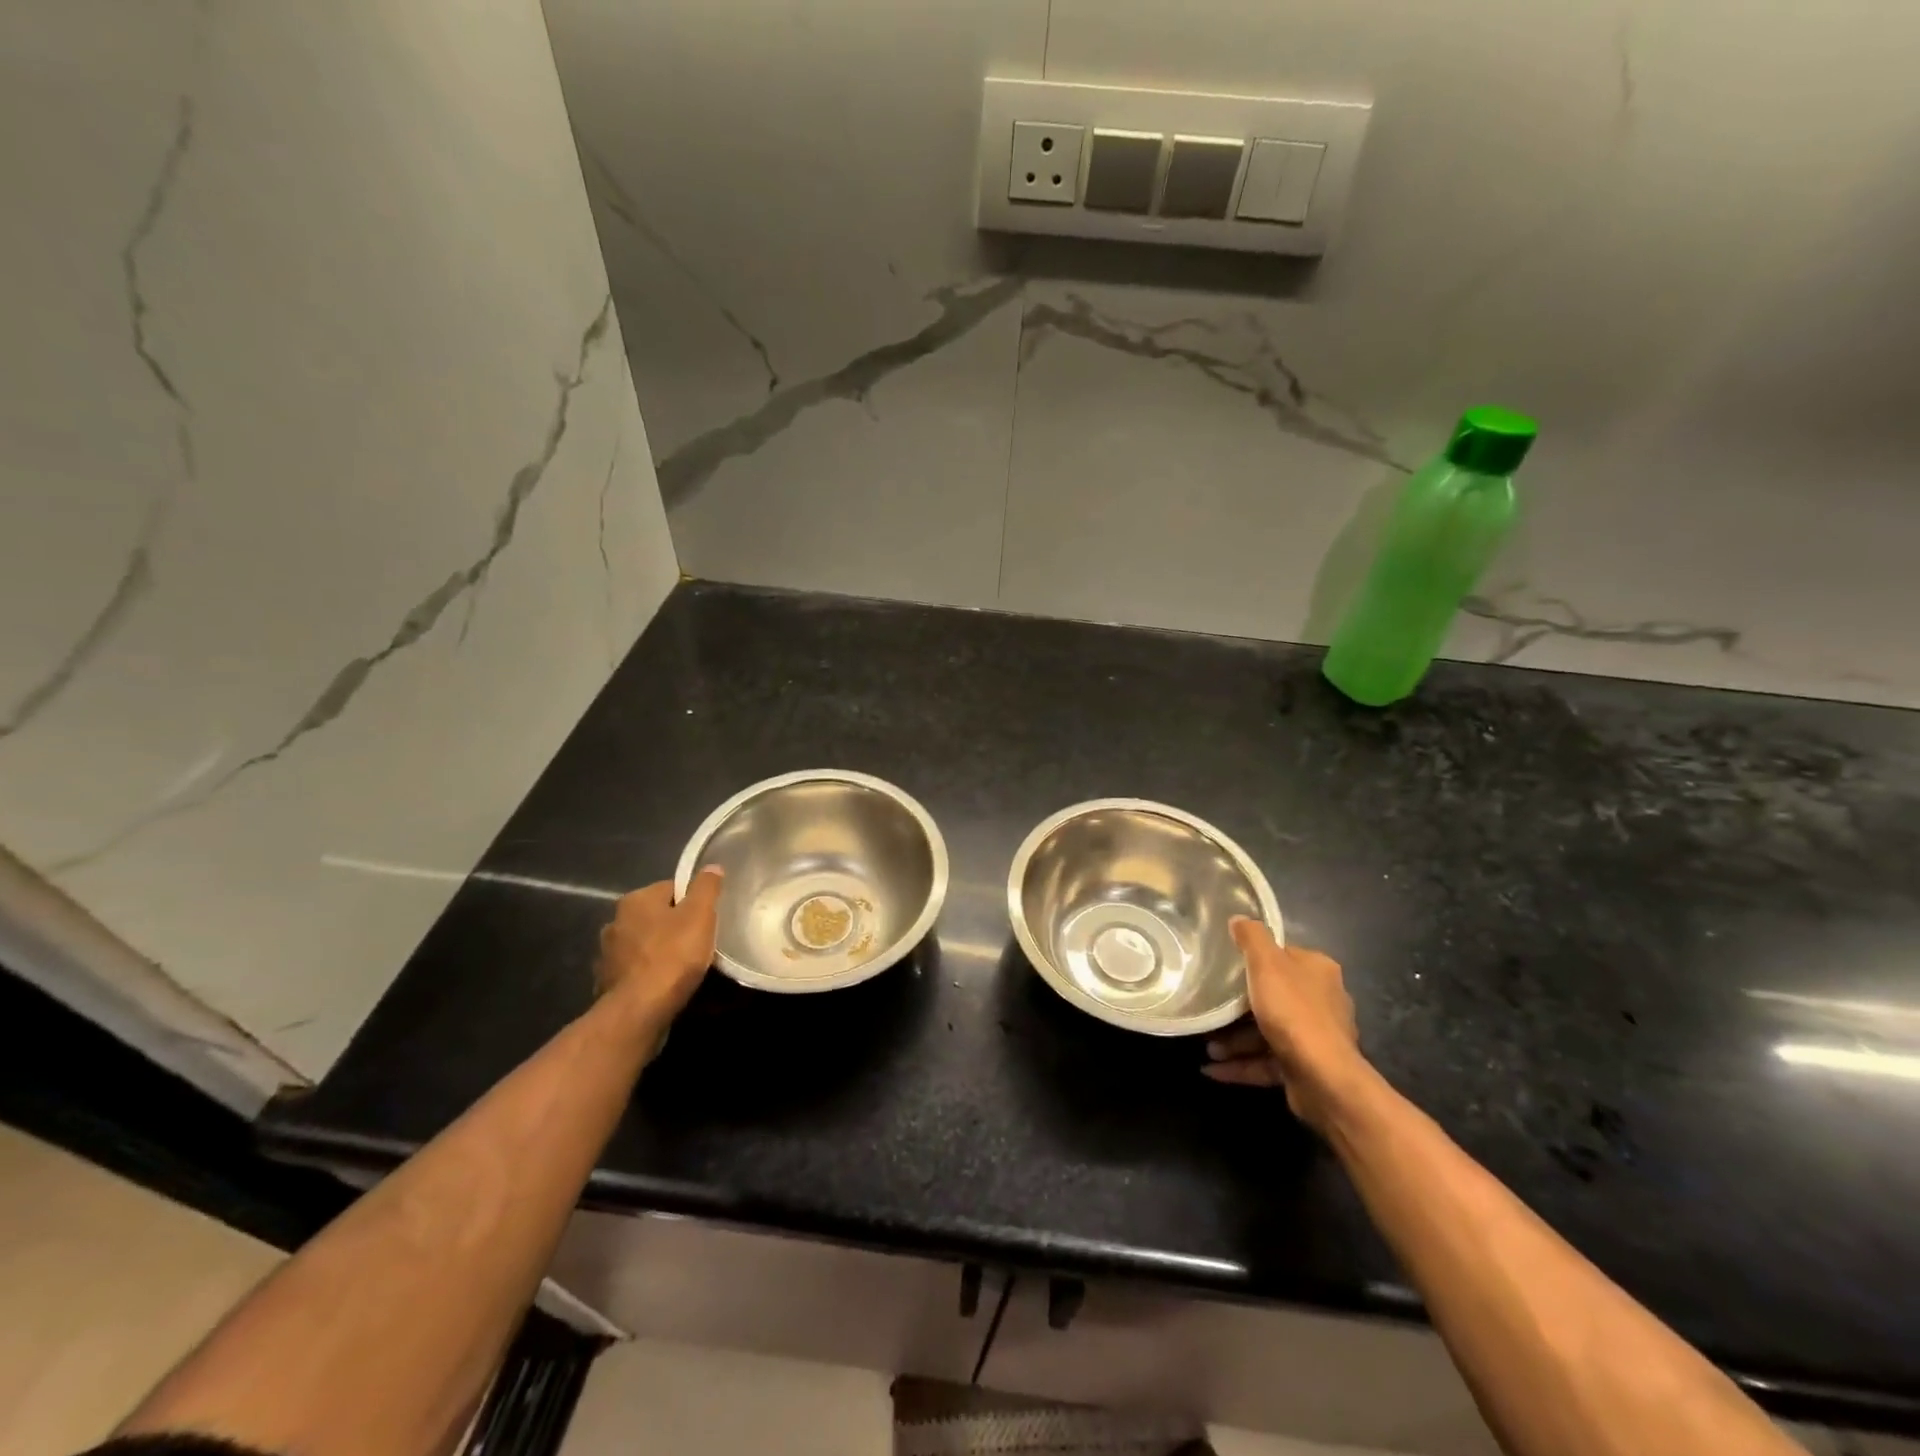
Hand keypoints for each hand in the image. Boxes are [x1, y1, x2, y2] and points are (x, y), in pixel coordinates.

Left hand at [595, 869, 723, 1028]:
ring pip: (644, 944)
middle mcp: (615, 922)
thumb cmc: (673, 955)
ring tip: (685, 966)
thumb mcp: (700, 915)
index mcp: (635, 900)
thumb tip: (712, 866)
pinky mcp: (608, 983)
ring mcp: (608, 955)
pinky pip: (636, 971)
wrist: (639, 1011)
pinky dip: (649, 974)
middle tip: (700, 941)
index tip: (708, 918)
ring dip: (660, 951)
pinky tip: (666, 985)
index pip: (671, 889)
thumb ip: (706, 887)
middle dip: (675, 926)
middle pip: (656, 916)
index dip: (693, 901)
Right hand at [1203, 917, 1366, 1133]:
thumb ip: (1252, 937)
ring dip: (1234, 1041)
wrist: (1324, 1078)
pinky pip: (1266, 1062)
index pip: (1284, 956)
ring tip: (1208, 1048)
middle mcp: (1323, 1001)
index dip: (1254, 960)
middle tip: (1210, 1009)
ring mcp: (1316, 1038)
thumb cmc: (1293, 1011)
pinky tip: (1213, 1069)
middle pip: (1273, 996)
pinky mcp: (1306, 1068)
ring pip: (1267, 1032)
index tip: (1225, 968)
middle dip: (1238, 1008)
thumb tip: (1239, 918)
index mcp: (1318, 971)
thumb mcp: (1266, 963)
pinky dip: (1241, 1065)